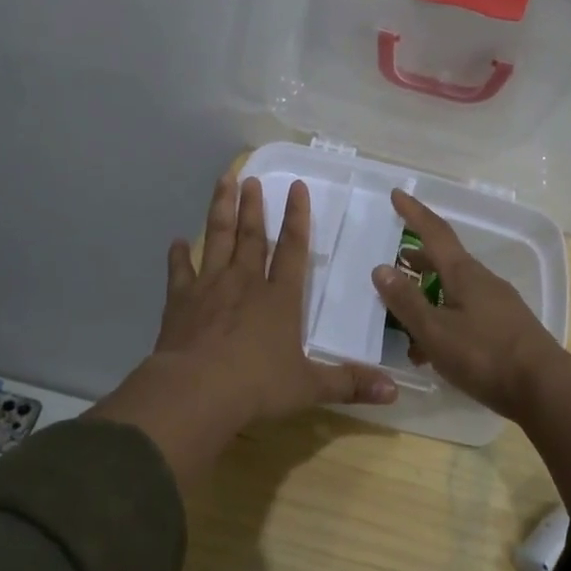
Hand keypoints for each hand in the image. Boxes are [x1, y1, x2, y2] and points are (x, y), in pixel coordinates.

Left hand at [154, 172, 397, 423]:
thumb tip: (394, 392)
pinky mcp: (180, 301)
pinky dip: (178, 256)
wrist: (196, 391)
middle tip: (252, 178)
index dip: (297, 217)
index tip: (296, 186)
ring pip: (218, 239)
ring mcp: (210, 287)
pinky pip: (180, 271)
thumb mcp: (309, 388)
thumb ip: (348, 384)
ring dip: (221, 210)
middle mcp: (245, 283)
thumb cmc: (257, 386)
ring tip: (224, 182)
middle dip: (254, 206)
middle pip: (252, 236)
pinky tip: (176, 242)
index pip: (292, 248)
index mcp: (279, 298)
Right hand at [369, 189, 568, 418]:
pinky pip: (466, 313)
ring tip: (404, 309)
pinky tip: (429, 349)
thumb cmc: (485, 356)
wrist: (546, 390)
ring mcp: (498, 305)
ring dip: (428, 293)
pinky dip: (444, 318)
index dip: (414, 213)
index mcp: (465, 274)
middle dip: (419, 258)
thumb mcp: (435, 331)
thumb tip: (380, 268)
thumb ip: (407, 301)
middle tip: (394, 258)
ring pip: (455, 290)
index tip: (397, 194)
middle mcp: (483, 282)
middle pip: (446, 261)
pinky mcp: (505, 329)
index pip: (435, 233)